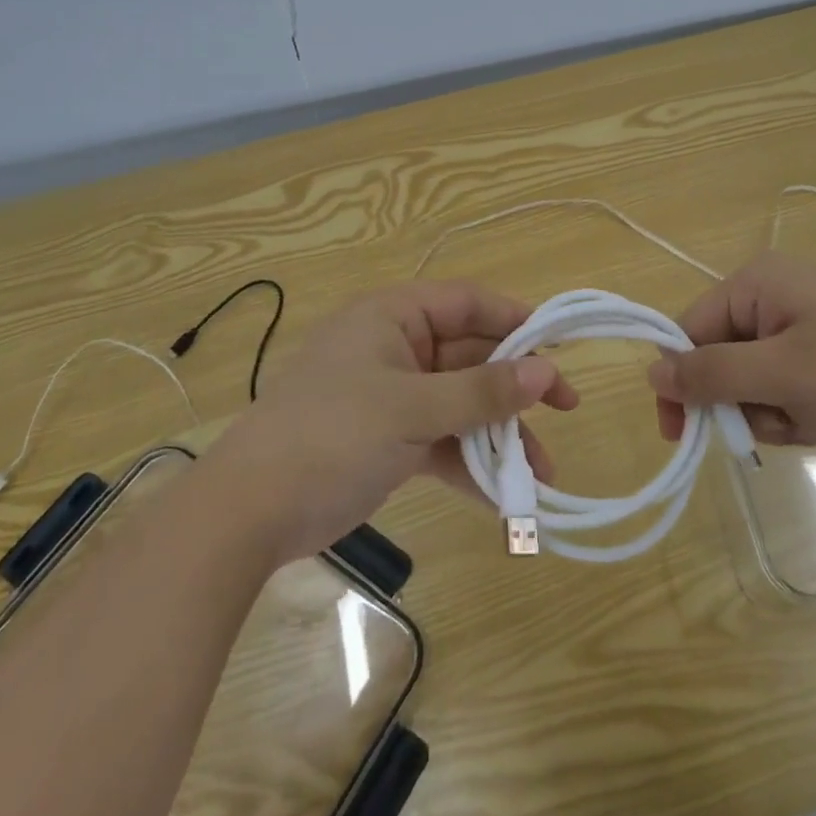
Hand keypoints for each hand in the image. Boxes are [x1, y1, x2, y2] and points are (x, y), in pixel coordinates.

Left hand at [208, 280, 576, 561]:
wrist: (249, 512)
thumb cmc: (332, 436)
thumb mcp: (413, 409)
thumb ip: (482, 391)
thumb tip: (547, 372)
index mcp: (393, 317)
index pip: (468, 303)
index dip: (516, 321)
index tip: (559, 347)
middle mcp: (396, 348)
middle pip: (471, 356)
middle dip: (515, 389)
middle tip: (566, 412)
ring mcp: (393, 396)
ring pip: (461, 403)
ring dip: (499, 435)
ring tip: (541, 474)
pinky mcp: (389, 439)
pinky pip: (442, 441)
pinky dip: (469, 464)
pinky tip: (502, 499)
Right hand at [647, 251, 815, 448]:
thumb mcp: (783, 375)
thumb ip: (712, 375)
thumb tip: (651, 373)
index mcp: (755, 284)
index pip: (688, 330)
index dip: (683, 383)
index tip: (685, 437)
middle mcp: (774, 294)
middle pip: (722, 356)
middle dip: (743, 402)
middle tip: (781, 423)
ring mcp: (806, 320)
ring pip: (756, 377)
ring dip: (774, 410)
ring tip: (815, 421)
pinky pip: (789, 381)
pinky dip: (800, 408)